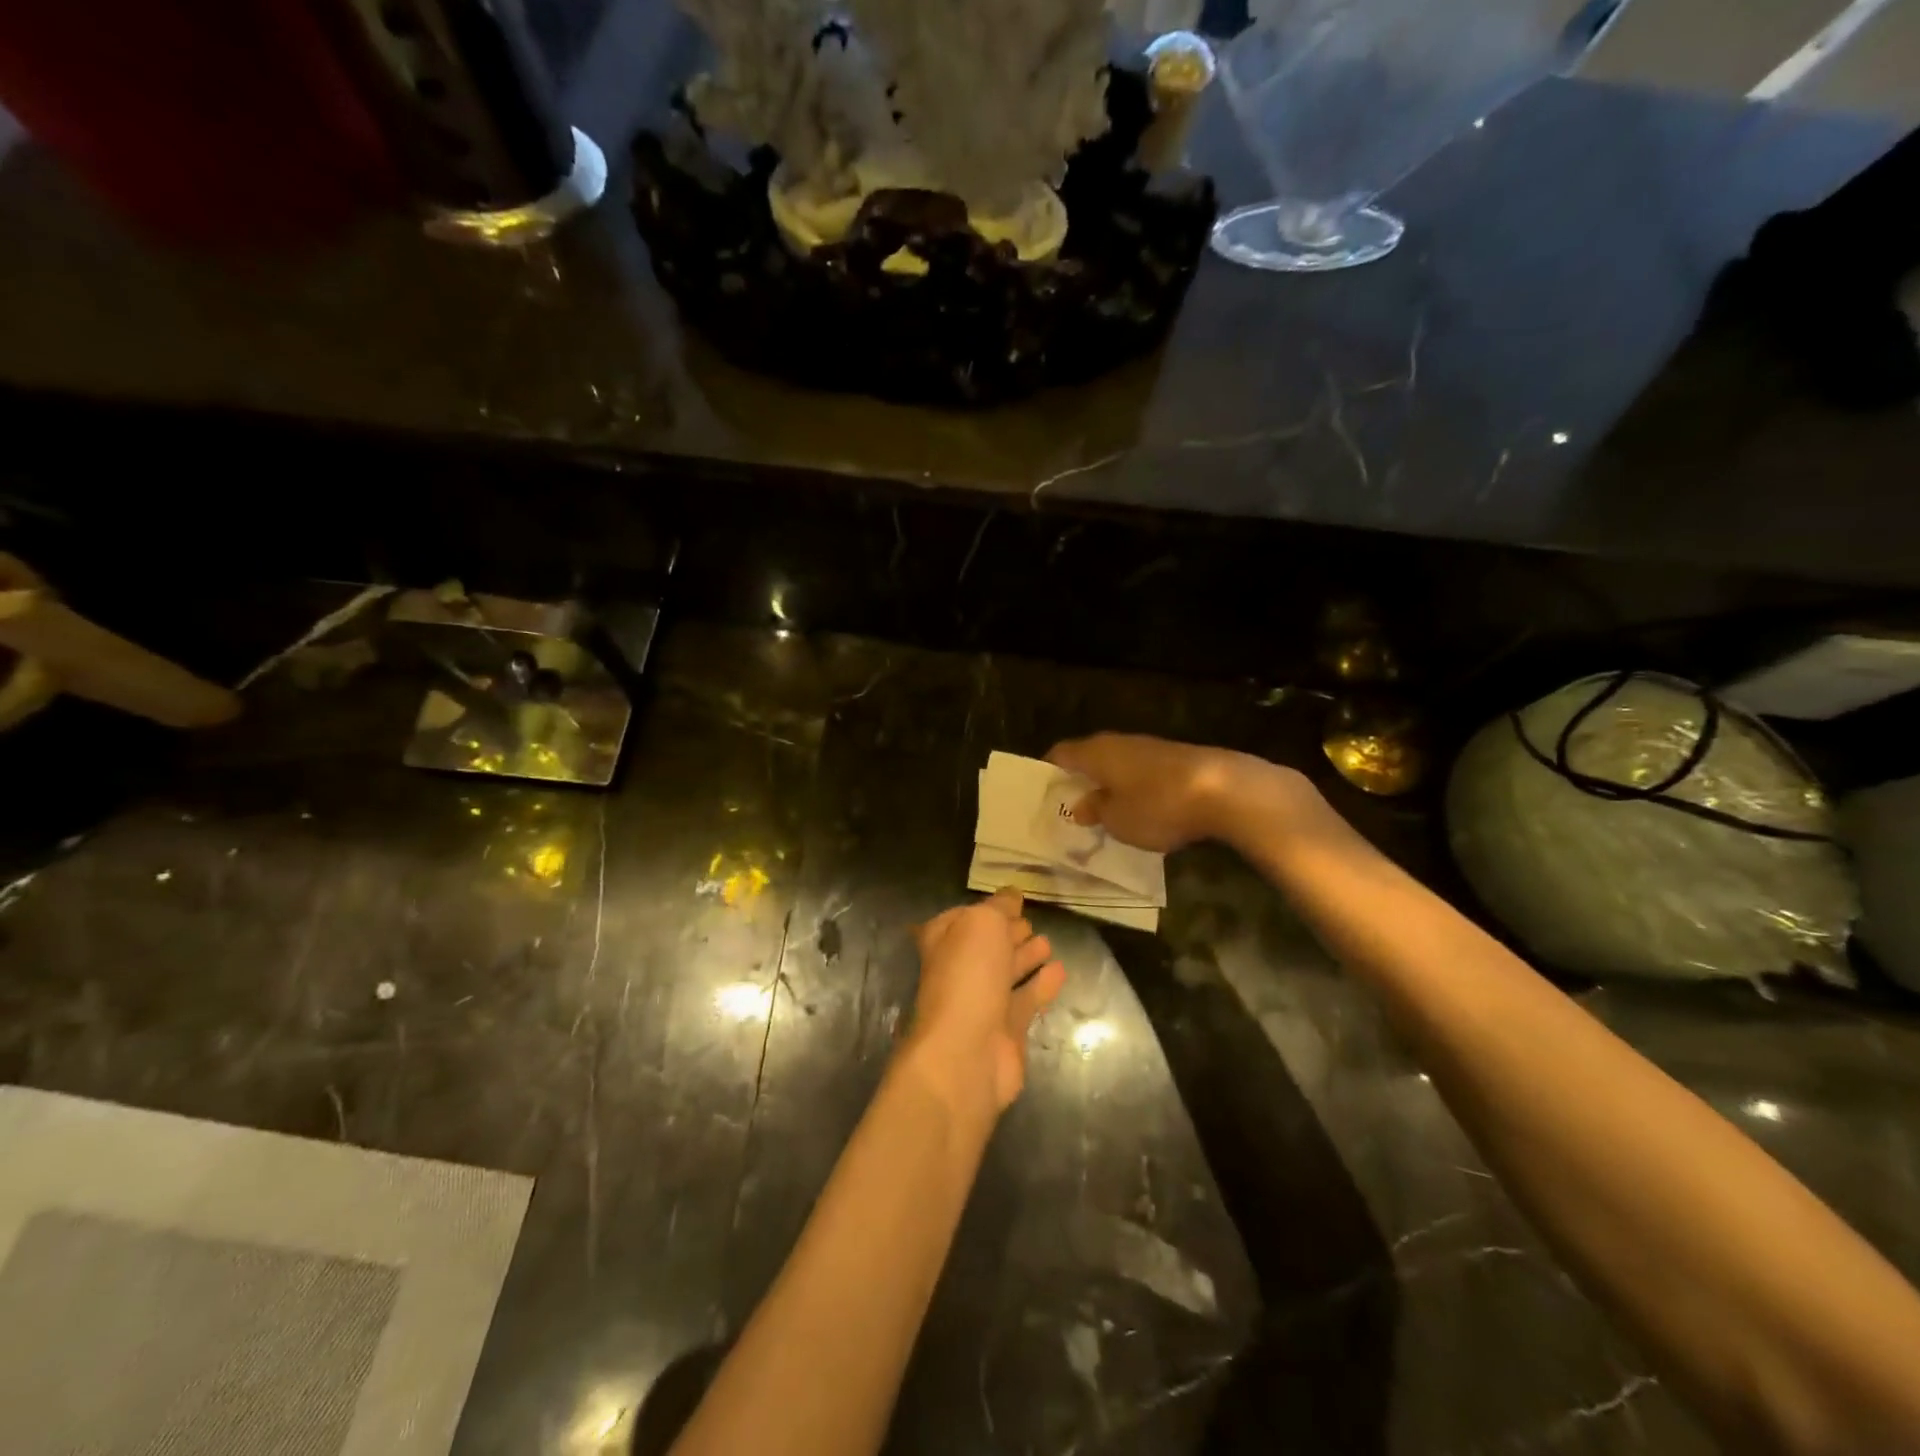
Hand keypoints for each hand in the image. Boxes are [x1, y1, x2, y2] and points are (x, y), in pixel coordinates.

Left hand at [908, 891, 1065, 1112]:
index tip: (1013, 900)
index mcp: (942, 942)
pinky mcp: (1006, 1031)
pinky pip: (1026, 1000)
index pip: (963, 918)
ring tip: (1048, 942)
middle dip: (1006, 933)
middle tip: (1031, 921)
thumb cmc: (967, 977)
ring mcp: (981, 1003)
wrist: (966, 1054)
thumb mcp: (982, 924)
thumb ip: (999, 907)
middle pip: (986, 946)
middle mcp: (958, 971)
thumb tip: (1011, 894)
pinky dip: (1042, 984)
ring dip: (1025, 957)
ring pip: (1006, 973)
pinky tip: (1060, 970)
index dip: (987, 909)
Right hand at [1046, 733, 1302, 852]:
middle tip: (1071, 809)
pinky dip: (1135, 788)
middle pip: (1089, 757)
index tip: (1043, 795)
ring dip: (1109, 785)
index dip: (1048, 773)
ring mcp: (1150, 747)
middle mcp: (1119, 742)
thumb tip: (1081, 804)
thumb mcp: (1117, 820)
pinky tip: (1142, 810)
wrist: (1226, 790)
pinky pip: (1143, 772)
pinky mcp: (1176, 759)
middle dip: (1079, 781)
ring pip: (1118, 764)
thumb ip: (1095, 810)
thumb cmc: (1158, 805)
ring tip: (1105, 814)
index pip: (1059, 754)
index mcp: (1095, 752)